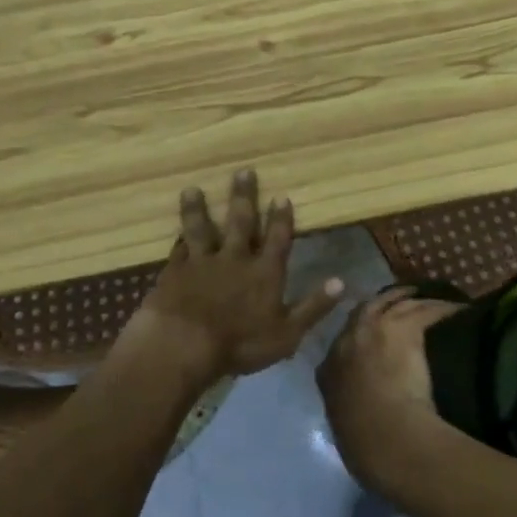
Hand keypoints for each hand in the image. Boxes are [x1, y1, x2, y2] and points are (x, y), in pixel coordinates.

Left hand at [129, 170, 345, 380]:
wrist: (184, 345)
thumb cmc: (240, 343)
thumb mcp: (287, 332)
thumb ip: (313, 306)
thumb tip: (341, 282)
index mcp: (265, 272)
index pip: (277, 239)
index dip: (280, 218)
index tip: (281, 196)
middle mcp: (235, 259)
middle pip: (240, 222)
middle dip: (243, 197)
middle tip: (243, 171)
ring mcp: (202, 264)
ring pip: (201, 229)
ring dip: (198, 209)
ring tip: (192, 189)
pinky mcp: (174, 273)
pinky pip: (178, 250)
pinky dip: (179, 240)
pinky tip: (176, 233)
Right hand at [316, 288, 463, 492]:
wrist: (385, 437)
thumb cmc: (365, 444)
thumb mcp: (347, 426)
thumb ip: (351, 412)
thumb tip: (364, 418)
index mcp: (329, 369)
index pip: (344, 340)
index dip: (360, 332)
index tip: (373, 331)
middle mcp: (348, 340)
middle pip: (368, 309)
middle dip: (385, 301)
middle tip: (403, 298)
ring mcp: (374, 329)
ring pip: (398, 303)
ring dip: (415, 300)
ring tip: (431, 298)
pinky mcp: (403, 327)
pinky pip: (427, 310)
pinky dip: (443, 308)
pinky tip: (457, 308)